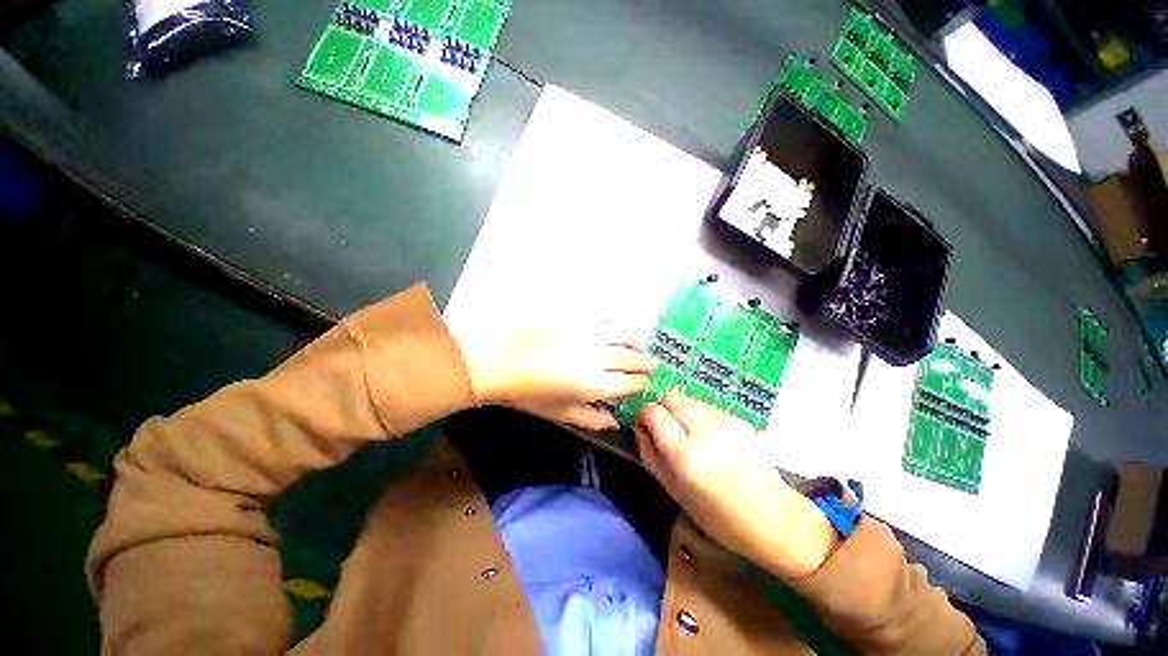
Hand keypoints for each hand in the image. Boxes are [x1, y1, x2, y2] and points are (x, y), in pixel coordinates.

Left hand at [457, 323, 656, 430]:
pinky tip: (617, 329)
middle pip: (634, 358)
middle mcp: (600, 357)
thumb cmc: (526, 392)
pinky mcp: (579, 317)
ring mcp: (591, 333)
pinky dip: (618, 325)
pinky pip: (608, 318)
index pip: (631, 383)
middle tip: (651, 364)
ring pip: (627, 334)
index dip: (642, 383)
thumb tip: (615, 424)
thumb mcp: (558, 413)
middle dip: (647, 362)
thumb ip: (590, 419)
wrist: (498, 359)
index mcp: (595, 385)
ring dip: (638, 341)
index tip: (645, 383)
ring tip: (640, 344)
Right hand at [634, 392, 837, 578]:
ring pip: (689, 400)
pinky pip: (708, 407)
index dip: (644, 415)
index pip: (654, 413)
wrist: (776, 518)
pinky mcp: (740, 419)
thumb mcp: (676, 493)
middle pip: (671, 397)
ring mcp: (726, 422)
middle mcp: (705, 431)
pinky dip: (700, 417)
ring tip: (690, 436)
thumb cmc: (720, 517)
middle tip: (665, 428)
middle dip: (662, 408)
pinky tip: (711, 440)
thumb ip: (651, 457)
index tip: (644, 425)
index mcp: (686, 456)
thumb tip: (640, 429)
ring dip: (681, 412)